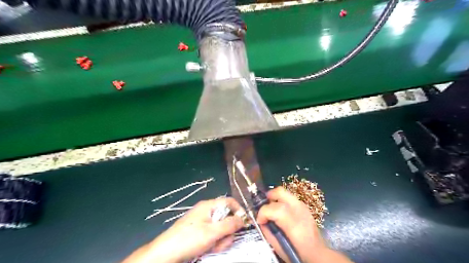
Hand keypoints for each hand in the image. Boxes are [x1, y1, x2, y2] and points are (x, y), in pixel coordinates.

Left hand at [121, 197, 244, 262]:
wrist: (166, 253)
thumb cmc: (189, 239)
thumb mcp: (212, 232)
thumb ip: (230, 224)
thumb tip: (243, 219)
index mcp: (209, 205)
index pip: (229, 202)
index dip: (239, 210)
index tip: (244, 223)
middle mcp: (206, 211)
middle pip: (226, 217)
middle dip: (228, 231)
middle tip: (222, 241)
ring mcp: (202, 222)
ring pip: (221, 228)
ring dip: (221, 239)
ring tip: (213, 247)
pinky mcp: (199, 231)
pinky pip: (213, 234)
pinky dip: (214, 242)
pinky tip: (208, 248)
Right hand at [256, 187, 351, 262]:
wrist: (318, 253)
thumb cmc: (298, 253)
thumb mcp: (279, 248)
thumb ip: (268, 232)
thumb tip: (261, 221)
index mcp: (294, 224)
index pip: (275, 209)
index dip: (263, 212)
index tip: (260, 221)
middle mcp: (299, 211)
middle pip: (280, 192)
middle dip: (268, 197)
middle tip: (264, 207)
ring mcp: (302, 206)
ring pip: (284, 192)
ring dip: (274, 198)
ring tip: (271, 209)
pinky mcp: (304, 205)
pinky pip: (288, 197)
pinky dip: (281, 200)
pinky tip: (280, 211)